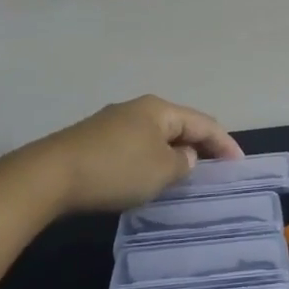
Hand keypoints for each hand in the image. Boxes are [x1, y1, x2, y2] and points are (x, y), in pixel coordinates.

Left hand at [17, 95, 242, 214]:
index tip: (239, 165)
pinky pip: (135, 148)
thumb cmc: (116, 170)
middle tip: (215, 171)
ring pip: (156, 137)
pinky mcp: (94, 141)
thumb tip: (184, 156)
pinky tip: (148, 179)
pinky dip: (150, 161)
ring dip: (173, 154)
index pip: (204, 122)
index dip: (224, 143)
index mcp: (160, 109)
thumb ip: (182, 163)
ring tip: (185, 178)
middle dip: (199, 146)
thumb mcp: (161, 170)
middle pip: (179, 125)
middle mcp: (138, 109)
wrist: (50, 176)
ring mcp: (113, 123)